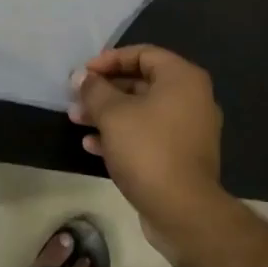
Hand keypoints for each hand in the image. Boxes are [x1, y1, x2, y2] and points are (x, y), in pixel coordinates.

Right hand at [69, 45, 227, 256]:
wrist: (183, 212)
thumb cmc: (148, 149)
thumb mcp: (113, 113)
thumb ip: (94, 89)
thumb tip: (81, 77)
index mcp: (182, 79)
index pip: (142, 54)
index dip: (109, 60)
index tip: (84, 74)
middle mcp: (191, 98)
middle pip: (141, 82)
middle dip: (104, 91)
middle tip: (76, 99)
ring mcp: (189, 130)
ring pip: (141, 111)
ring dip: (107, 114)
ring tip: (76, 121)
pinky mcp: (182, 157)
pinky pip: (148, 135)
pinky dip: (122, 135)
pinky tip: (92, 145)